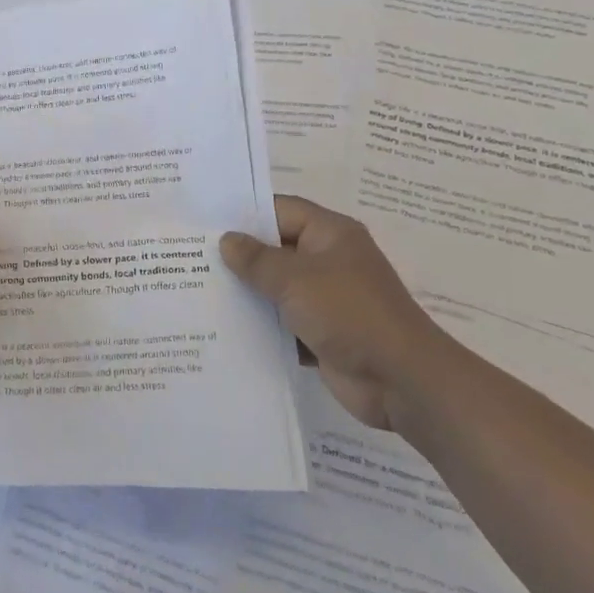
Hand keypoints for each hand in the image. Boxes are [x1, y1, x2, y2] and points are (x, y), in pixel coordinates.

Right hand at [220, 195, 446, 431]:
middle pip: (276, 249)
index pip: (280, 210)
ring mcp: (327, 299)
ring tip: (198, 288)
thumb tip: (227, 240)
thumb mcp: (296, 279)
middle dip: (239, 255)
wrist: (402, 382)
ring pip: (277, 287)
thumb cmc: (349, 313)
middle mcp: (329, 261)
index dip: (245, 214)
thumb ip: (257, 259)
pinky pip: (283, 321)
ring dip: (247, 292)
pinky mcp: (322, 333)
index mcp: (330, 234)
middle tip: (191, 254)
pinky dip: (260, 324)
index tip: (205, 221)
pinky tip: (223, 326)